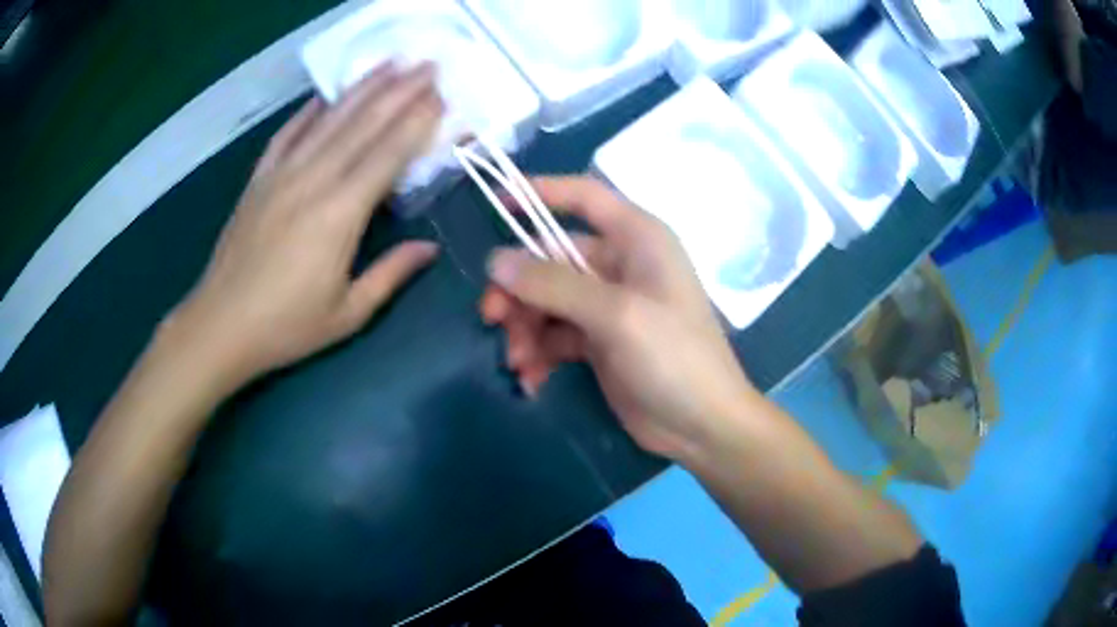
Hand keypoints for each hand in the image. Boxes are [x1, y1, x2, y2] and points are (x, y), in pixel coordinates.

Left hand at [167, 62, 442, 386]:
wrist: (220, 326)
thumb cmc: (286, 327)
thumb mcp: (347, 314)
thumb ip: (390, 275)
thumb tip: (430, 249)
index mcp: (339, 215)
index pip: (387, 155)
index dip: (416, 122)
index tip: (441, 96)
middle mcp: (313, 181)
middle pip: (363, 125)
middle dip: (400, 91)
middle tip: (428, 65)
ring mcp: (282, 175)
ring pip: (329, 121)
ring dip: (362, 89)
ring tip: (389, 64)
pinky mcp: (259, 180)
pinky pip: (287, 135)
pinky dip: (307, 112)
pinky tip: (325, 96)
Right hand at [480, 177, 758, 459]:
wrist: (702, 426)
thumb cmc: (674, 358)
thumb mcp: (616, 315)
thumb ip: (553, 284)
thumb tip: (496, 260)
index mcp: (638, 239)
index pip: (585, 197)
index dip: (541, 192)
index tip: (497, 204)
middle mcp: (622, 264)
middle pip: (552, 258)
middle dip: (520, 289)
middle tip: (491, 318)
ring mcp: (610, 305)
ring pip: (548, 300)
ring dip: (525, 328)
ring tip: (518, 361)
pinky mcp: (600, 342)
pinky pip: (556, 335)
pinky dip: (540, 353)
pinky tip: (533, 380)